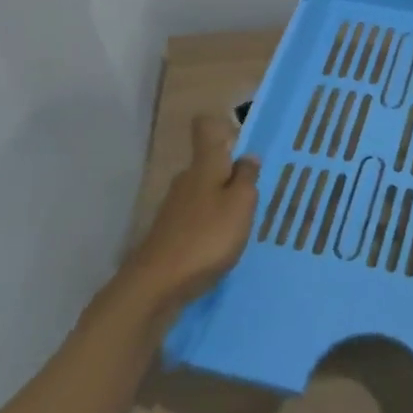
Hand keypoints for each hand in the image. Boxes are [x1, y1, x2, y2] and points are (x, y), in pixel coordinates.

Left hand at [121, 114, 258, 319]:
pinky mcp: (169, 234)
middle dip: (230, 174)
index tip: (241, 139)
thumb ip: (247, 177)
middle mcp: (186, 179)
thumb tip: (248, 157)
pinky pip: (196, 218)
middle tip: (256, 193)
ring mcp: (174, 207)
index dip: (221, 126)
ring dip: (222, 203)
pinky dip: (210, 226)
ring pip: (204, 193)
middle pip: (208, 164)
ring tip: (244, 224)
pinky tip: (222, 246)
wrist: (156, 286)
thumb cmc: (206, 237)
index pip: (205, 128)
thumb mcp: (240, 204)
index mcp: (205, 165)